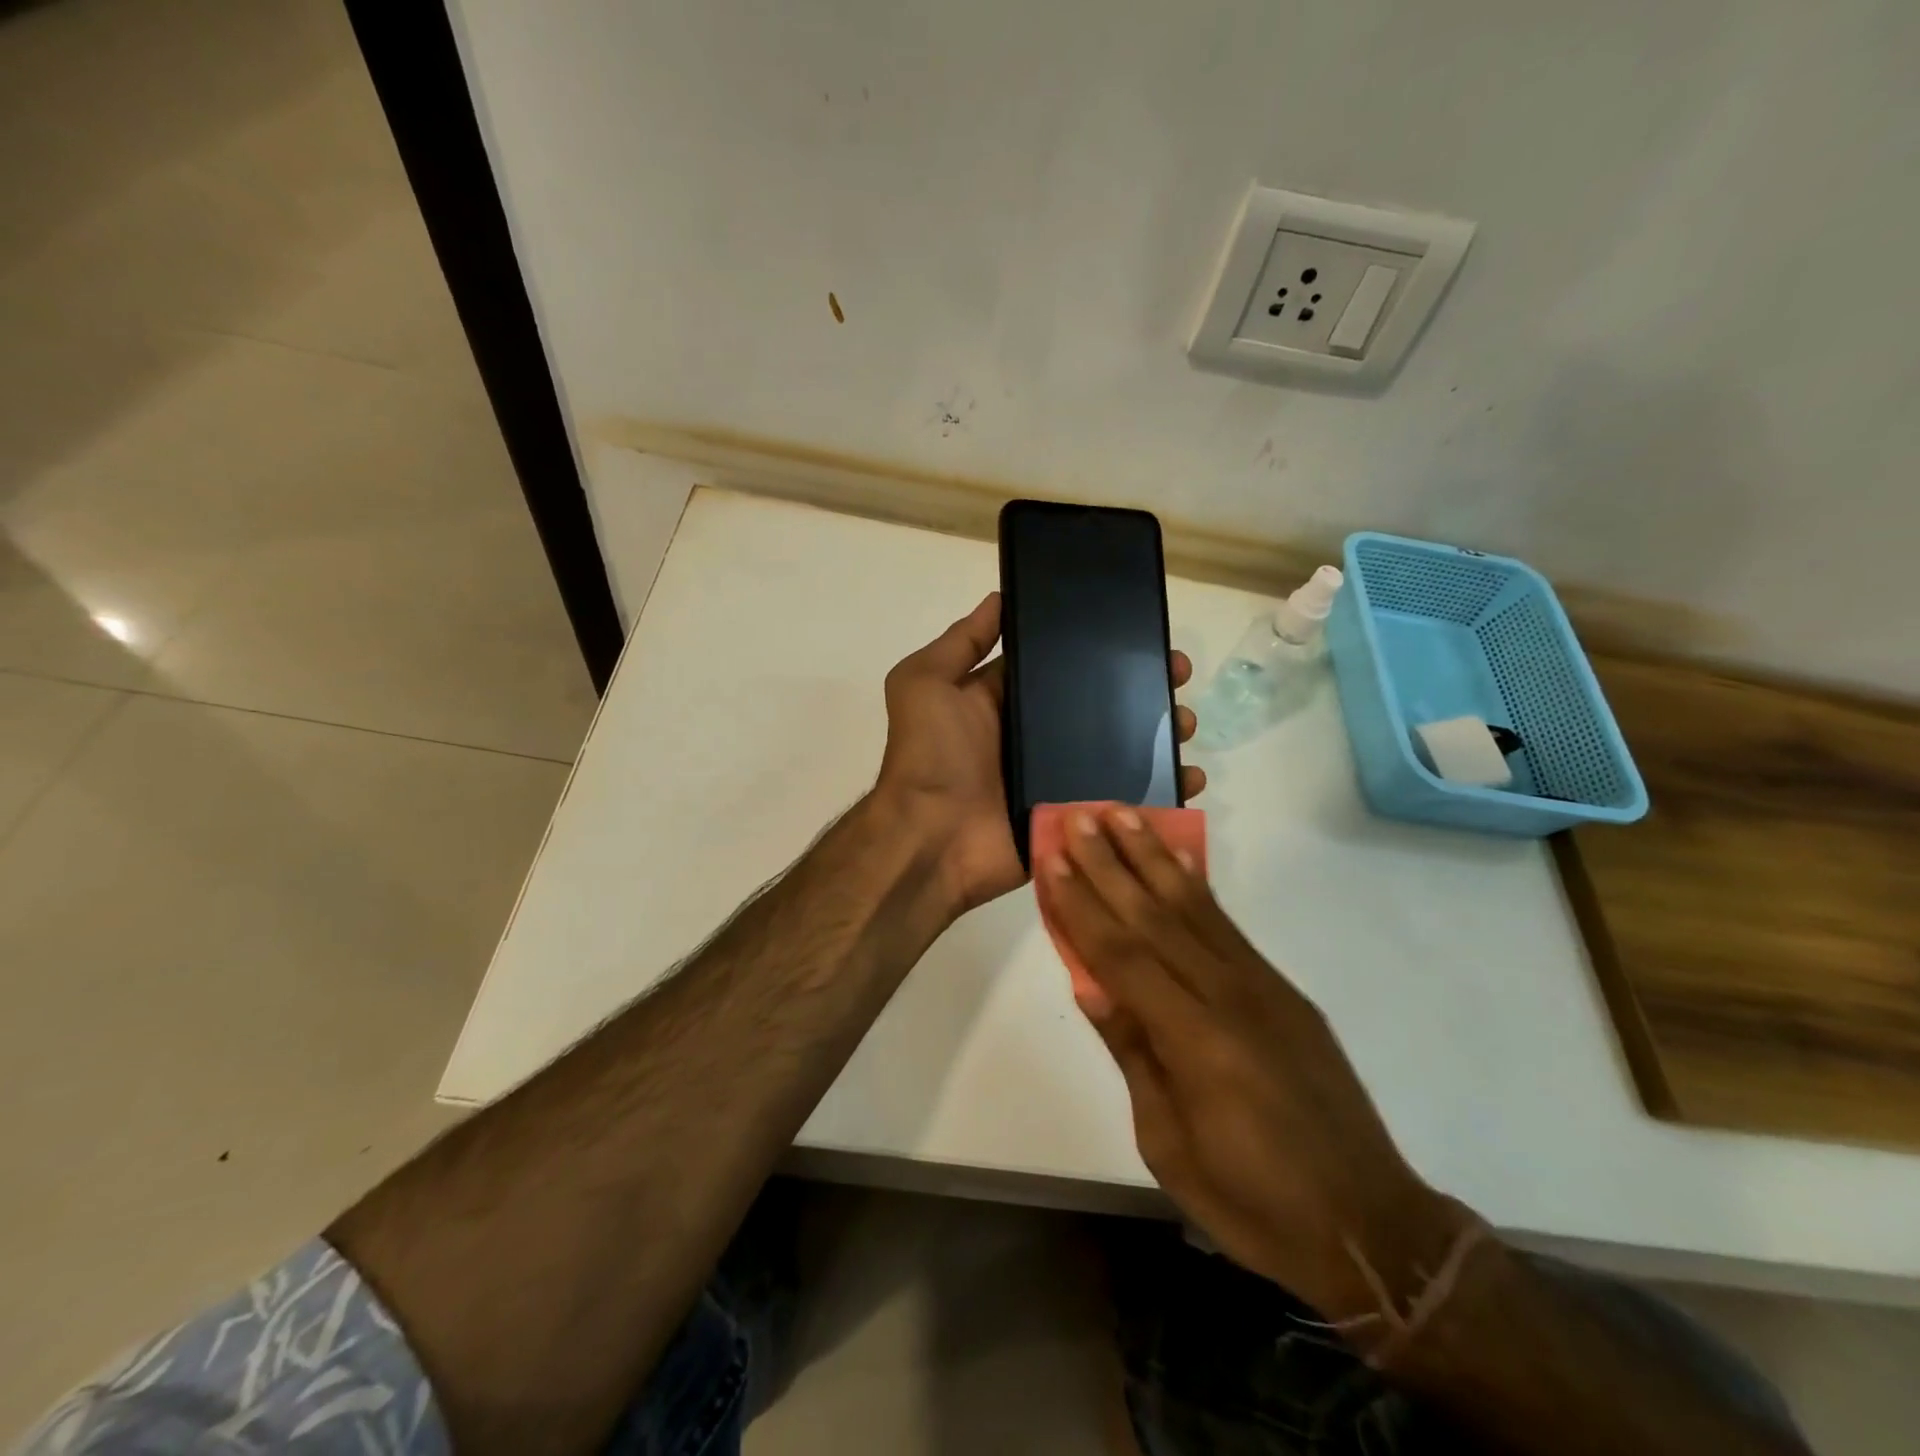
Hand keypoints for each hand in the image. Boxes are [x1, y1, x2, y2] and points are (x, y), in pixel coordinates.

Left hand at [874, 593, 1204, 915]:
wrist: (931, 840)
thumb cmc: (929, 755)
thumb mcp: (925, 682)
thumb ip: (962, 642)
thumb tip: (1000, 597)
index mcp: (1009, 701)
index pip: (1064, 666)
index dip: (1102, 650)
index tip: (1144, 634)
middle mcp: (1038, 736)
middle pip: (1104, 706)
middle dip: (1145, 689)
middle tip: (1178, 677)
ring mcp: (1061, 778)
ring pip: (1123, 751)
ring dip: (1161, 736)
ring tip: (1187, 725)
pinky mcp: (1077, 815)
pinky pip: (1125, 799)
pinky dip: (1160, 791)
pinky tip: (1188, 778)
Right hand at [1038, 806, 1465, 1322]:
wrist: (1367, 1225)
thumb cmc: (1252, 1202)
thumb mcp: (1168, 1143)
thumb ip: (1133, 1053)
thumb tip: (1091, 985)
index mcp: (1195, 1041)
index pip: (1122, 955)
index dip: (1083, 905)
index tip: (1053, 860)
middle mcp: (1229, 997)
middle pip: (1155, 917)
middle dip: (1110, 864)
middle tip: (1079, 817)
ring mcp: (1262, 988)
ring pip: (1194, 908)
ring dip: (1152, 858)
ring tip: (1123, 816)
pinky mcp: (1283, 991)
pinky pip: (1228, 927)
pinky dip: (1197, 888)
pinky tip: (1177, 863)